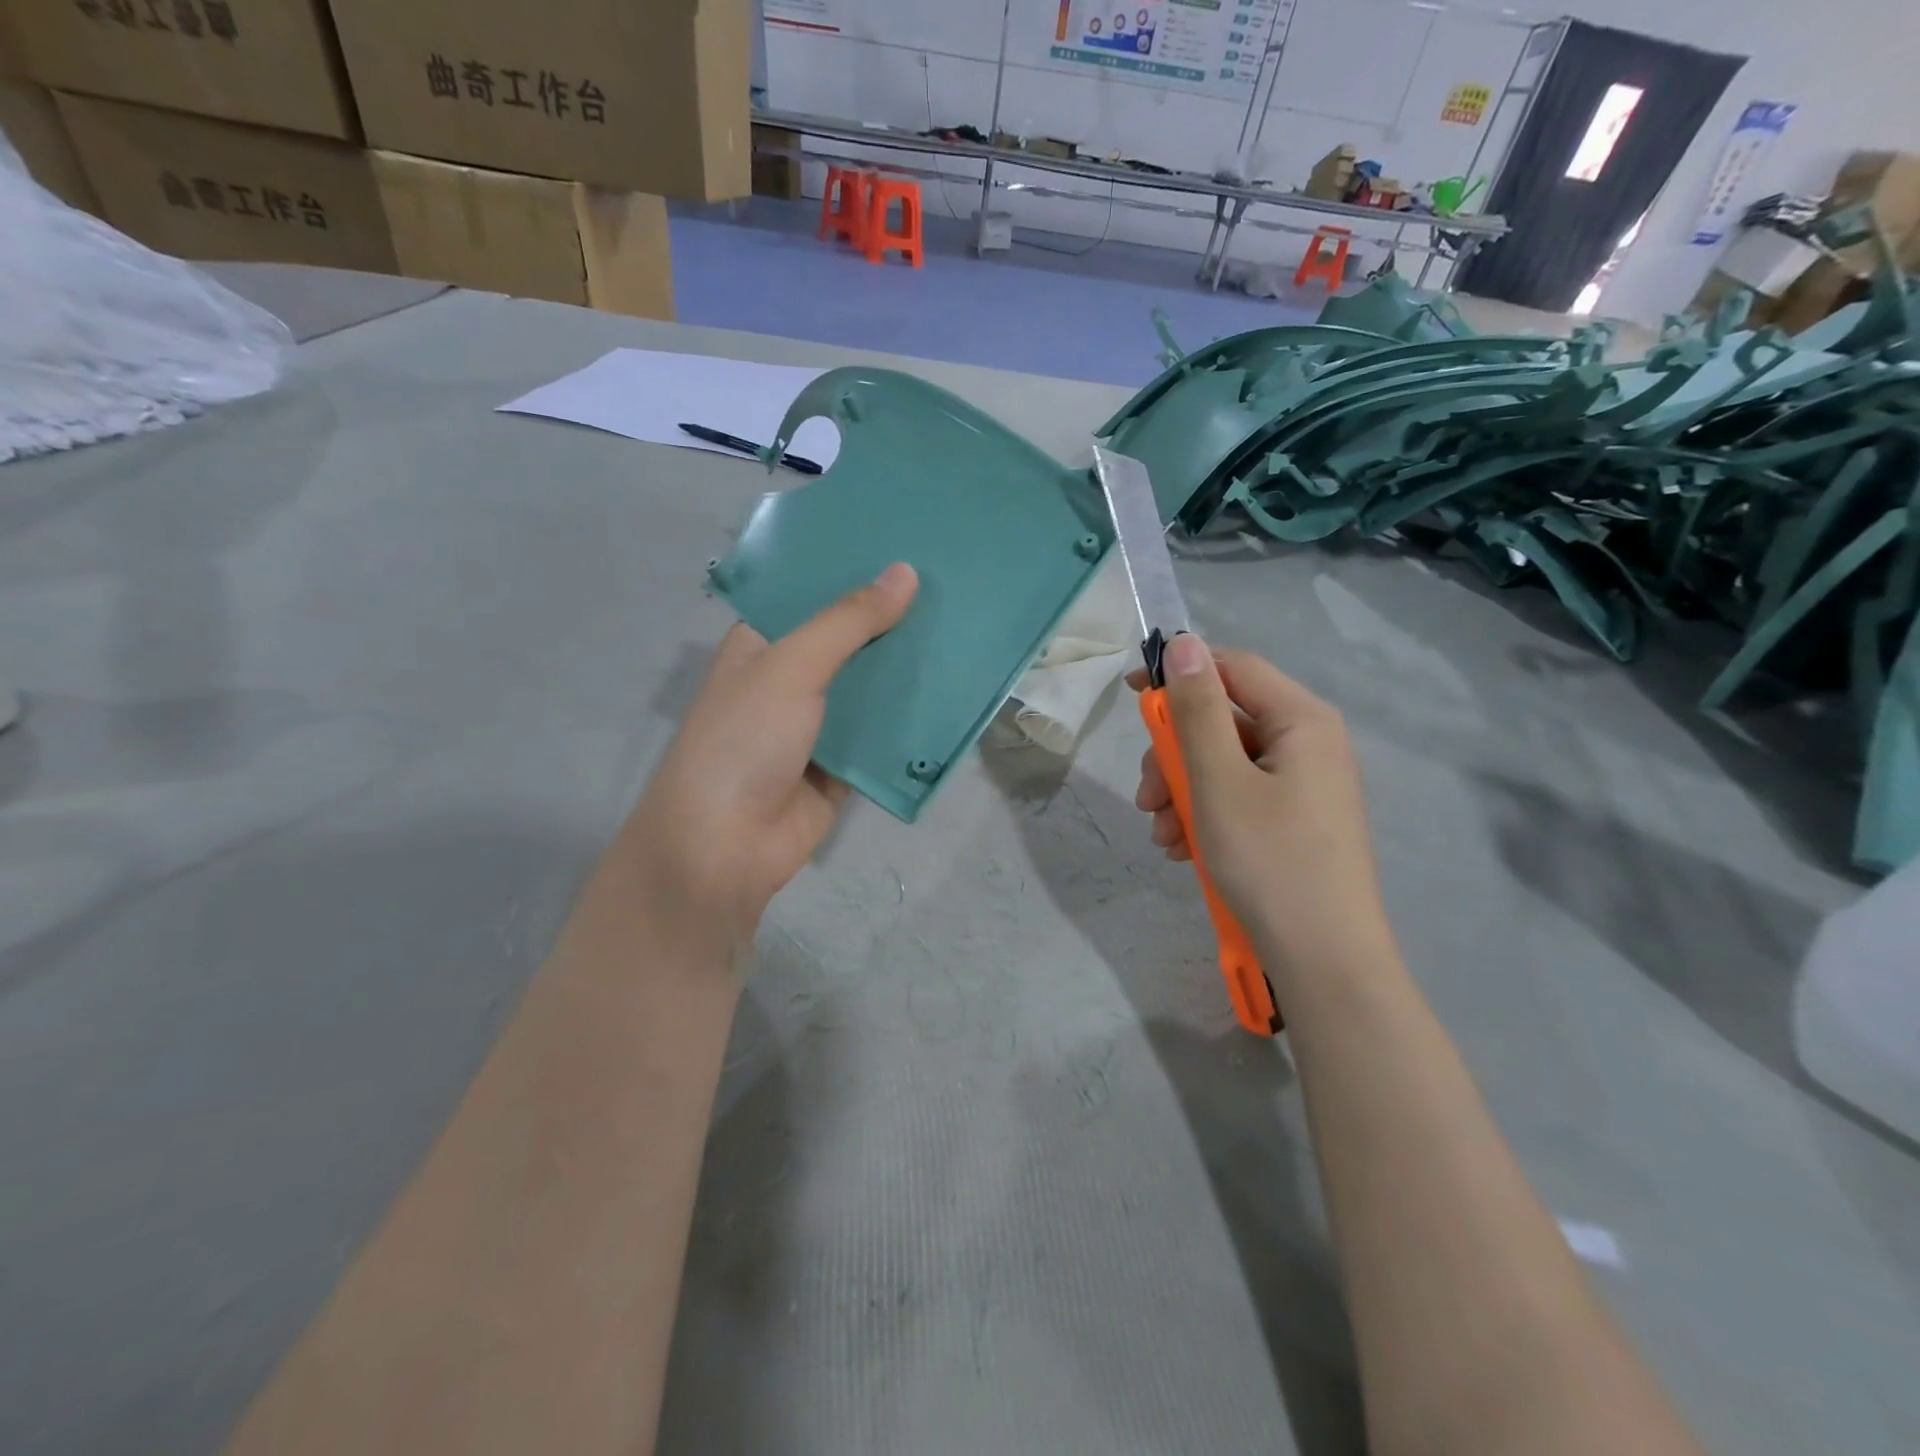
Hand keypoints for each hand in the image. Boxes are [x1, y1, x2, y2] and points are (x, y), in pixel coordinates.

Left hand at [624, 563, 918, 960]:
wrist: (726, 845)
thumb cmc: (745, 739)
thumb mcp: (792, 667)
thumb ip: (848, 622)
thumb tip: (906, 572)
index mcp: (762, 645)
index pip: (811, 595)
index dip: (853, 572)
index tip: (906, 546)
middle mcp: (788, 680)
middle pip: (847, 642)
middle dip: (891, 621)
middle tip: (951, 585)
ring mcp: (816, 726)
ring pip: (869, 689)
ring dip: (907, 670)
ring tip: (962, 629)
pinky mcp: (841, 767)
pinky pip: (881, 736)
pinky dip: (910, 722)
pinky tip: (954, 694)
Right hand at [1130, 634, 1390, 977]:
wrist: (1324, 962)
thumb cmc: (1268, 861)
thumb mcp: (1217, 780)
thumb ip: (1196, 709)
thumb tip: (1184, 644)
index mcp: (1302, 721)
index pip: (1233, 668)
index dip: (1179, 672)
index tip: (1130, 694)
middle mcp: (1309, 744)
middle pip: (1224, 722)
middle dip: (1174, 756)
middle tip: (1146, 799)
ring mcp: (1304, 786)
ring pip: (1224, 765)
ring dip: (1182, 792)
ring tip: (1163, 838)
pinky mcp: (1296, 822)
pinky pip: (1239, 798)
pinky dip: (1205, 815)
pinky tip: (1185, 851)